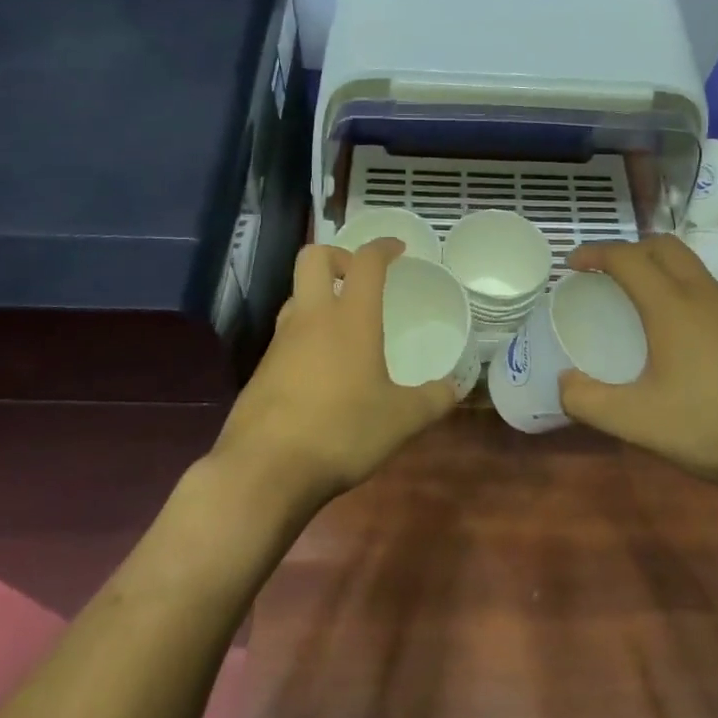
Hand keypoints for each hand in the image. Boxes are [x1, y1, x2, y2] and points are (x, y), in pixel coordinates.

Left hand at [213, 238, 456, 509]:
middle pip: (314, 257)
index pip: (366, 262)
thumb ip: (433, 400)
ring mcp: (280, 342)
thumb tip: (456, 388)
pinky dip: (305, 336)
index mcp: (351, 318)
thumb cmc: (341, 432)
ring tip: (344, 327)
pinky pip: (286, 335)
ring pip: (296, 297)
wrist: (264, 469)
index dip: (383, 247)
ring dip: (319, 298)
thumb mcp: (401, 420)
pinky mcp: (261, 369)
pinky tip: (322, 371)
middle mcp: (312, 318)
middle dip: (339, 256)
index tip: (397, 249)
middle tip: (359, 279)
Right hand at [559, 236, 717, 491]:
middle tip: (604, 274)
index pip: (627, 257)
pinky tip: (674, 326)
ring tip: (636, 295)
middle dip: (628, 249)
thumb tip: (564, 382)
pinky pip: (704, 285)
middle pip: (662, 246)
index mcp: (671, 305)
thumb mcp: (637, 422)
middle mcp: (701, 294)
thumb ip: (588, 401)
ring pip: (688, 263)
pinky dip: (678, 285)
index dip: (594, 253)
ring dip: (656, 264)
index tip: (572, 265)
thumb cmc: (710, 426)